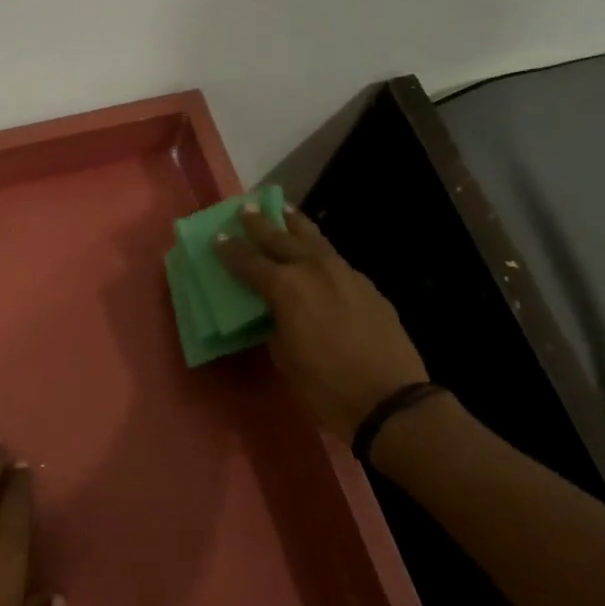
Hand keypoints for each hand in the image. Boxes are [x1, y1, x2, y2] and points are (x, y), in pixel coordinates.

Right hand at [214, 205, 429, 443]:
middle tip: (246, 209)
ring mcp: (345, 273)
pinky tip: (316, 253)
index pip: (249, 262)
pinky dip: (319, 250)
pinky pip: (335, 259)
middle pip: (281, 238)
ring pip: (315, 239)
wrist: (387, 396)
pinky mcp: (367, 285)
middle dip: (260, 224)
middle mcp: (313, 269)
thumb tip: (275, 310)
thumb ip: (274, 322)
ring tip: (284, 210)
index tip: (217, 237)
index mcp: (286, 287)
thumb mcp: (283, 356)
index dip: (230, 250)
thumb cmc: (323, 384)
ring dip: (295, 224)